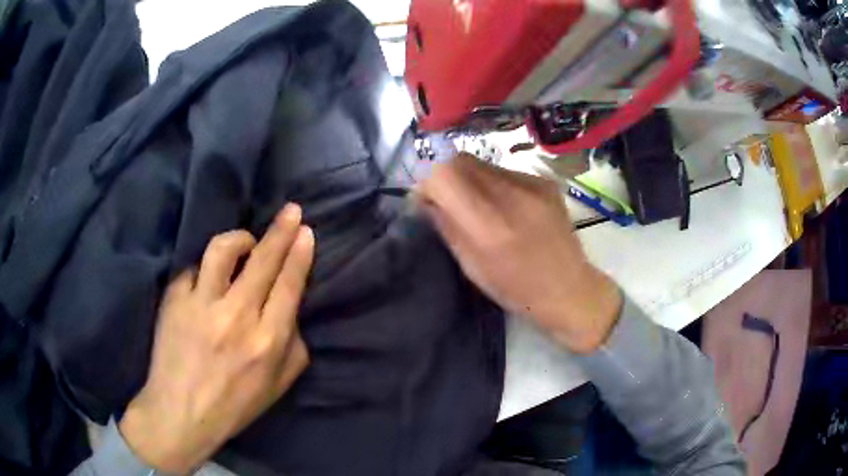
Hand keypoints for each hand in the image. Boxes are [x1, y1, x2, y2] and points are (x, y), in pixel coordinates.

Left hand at [119, 204, 313, 473]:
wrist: (182, 412)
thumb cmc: (235, 404)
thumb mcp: (279, 386)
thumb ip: (294, 347)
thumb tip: (291, 312)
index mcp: (267, 342)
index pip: (288, 285)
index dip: (299, 254)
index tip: (305, 231)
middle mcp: (236, 317)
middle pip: (262, 260)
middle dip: (281, 230)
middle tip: (291, 210)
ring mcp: (201, 305)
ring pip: (222, 250)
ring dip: (240, 239)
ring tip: (245, 242)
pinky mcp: (175, 300)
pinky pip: (194, 269)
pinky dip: (205, 271)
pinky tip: (207, 283)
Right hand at [416, 153, 620, 353]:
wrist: (569, 288)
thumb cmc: (517, 289)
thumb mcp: (472, 268)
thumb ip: (447, 227)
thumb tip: (426, 200)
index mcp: (490, 224)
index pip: (444, 175)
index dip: (427, 184)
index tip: (425, 202)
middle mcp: (512, 195)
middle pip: (460, 160)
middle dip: (445, 177)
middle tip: (446, 200)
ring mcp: (533, 184)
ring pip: (482, 163)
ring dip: (468, 179)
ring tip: (477, 206)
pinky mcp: (545, 181)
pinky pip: (504, 171)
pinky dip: (492, 183)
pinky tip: (504, 206)